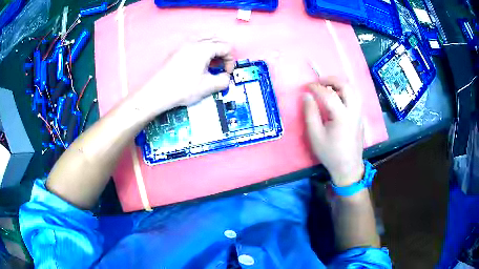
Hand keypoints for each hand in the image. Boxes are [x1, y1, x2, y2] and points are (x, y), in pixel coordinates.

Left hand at [139, 39, 234, 113]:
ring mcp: (183, 45)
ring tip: (212, 61)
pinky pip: (194, 42)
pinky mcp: (176, 50)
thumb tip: (226, 77)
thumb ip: (223, 80)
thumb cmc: (183, 89)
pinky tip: (198, 61)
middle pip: (216, 39)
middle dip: (223, 52)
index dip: (231, 60)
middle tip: (222, 65)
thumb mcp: (207, 87)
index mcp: (204, 48)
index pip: (225, 47)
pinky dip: (202, 48)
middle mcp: (194, 42)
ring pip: (204, 38)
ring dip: (213, 47)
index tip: (227, 73)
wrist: (157, 92)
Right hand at [303, 77, 363, 186]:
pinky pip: (356, 97)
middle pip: (347, 86)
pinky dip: (346, 91)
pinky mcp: (361, 117)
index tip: (306, 87)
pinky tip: (338, 98)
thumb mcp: (315, 136)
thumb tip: (307, 96)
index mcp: (342, 116)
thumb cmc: (330, 153)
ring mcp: (359, 113)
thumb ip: (310, 113)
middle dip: (332, 80)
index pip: (329, 94)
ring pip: (354, 90)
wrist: (348, 167)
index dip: (316, 87)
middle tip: (320, 82)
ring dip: (341, 84)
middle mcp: (354, 111)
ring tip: (329, 88)